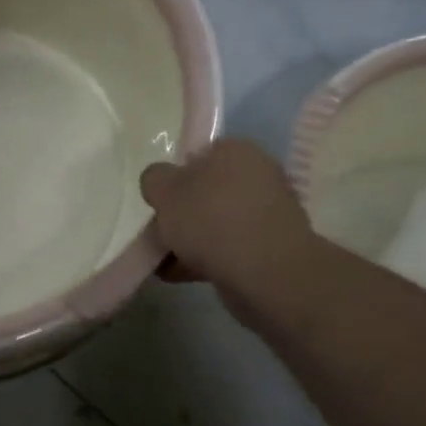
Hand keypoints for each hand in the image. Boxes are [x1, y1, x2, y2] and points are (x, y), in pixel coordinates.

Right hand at [140, 140, 315, 324]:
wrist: (265, 273)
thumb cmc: (211, 219)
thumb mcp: (164, 190)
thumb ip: (154, 179)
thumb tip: (160, 181)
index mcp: (236, 151)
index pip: (198, 155)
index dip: (174, 178)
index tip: (158, 202)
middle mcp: (258, 175)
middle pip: (206, 192)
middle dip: (181, 214)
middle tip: (158, 233)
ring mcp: (267, 213)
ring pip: (216, 223)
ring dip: (190, 240)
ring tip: (163, 262)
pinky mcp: (270, 247)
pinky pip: (228, 248)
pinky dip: (205, 259)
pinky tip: (180, 275)